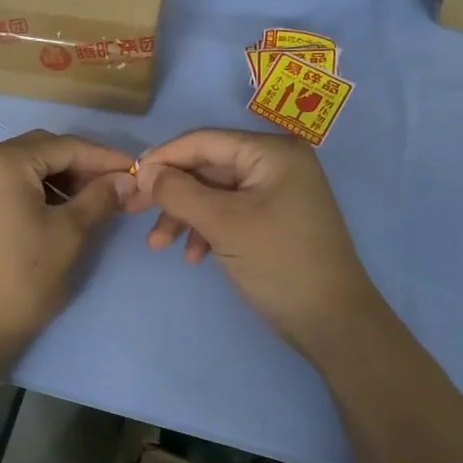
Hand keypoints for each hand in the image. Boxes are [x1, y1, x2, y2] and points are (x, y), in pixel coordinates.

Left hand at [0, 131, 135, 366]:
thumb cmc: (22, 278)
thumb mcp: (69, 234)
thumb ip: (100, 198)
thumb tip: (126, 180)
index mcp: (1, 160)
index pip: (64, 146)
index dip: (104, 157)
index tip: (135, 170)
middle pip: (40, 150)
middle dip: (80, 167)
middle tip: (116, 187)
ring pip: (22, 168)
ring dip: (57, 180)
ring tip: (91, 202)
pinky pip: (4, 185)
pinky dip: (33, 191)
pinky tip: (57, 210)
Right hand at [132, 129, 382, 363]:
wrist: (332, 322)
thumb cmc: (279, 262)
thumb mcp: (223, 224)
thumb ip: (179, 192)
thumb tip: (144, 171)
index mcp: (272, 152)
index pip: (204, 141)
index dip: (164, 157)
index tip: (130, 179)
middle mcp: (275, 163)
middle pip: (207, 168)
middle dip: (171, 193)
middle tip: (133, 212)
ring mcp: (276, 192)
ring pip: (213, 193)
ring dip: (184, 216)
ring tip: (158, 245)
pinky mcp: (273, 219)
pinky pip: (228, 213)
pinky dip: (206, 230)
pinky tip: (193, 257)